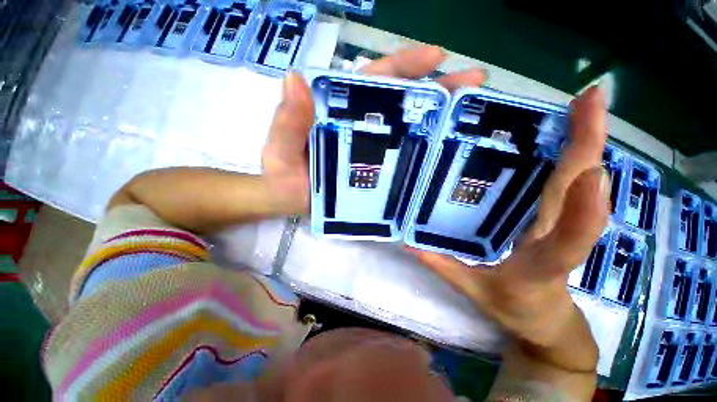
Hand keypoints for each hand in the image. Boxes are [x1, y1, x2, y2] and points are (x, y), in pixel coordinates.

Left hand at [261, 45, 485, 214]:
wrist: (287, 202)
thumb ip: (287, 123)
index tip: (437, 57)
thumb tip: (296, 79)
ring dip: (436, 118)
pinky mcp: (374, 170)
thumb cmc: (283, 177)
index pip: (372, 81)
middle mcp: (358, 125)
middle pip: (399, 100)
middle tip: (473, 82)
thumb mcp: (281, 150)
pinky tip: (441, 154)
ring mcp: (369, 149)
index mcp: (337, 111)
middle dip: (435, 88)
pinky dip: (420, 152)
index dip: (403, 67)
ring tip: (470, 112)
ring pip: (405, 127)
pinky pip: (400, 157)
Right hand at [410, 87, 609, 372]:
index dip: (584, 207)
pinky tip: (562, 133)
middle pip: (582, 188)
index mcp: (542, 263)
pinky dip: (573, 155)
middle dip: (589, 143)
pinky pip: (571, 183)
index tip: (591, 167)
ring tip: (582, 104)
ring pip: (582, 179)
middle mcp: (560, 236)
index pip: (570, 238)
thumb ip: (444, 268)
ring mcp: (562, 223)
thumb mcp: (475, 292)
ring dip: (586, 141)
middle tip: (590, 99)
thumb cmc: (515, 309)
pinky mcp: (559, 217)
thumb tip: (411, 245)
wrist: (547, 321)